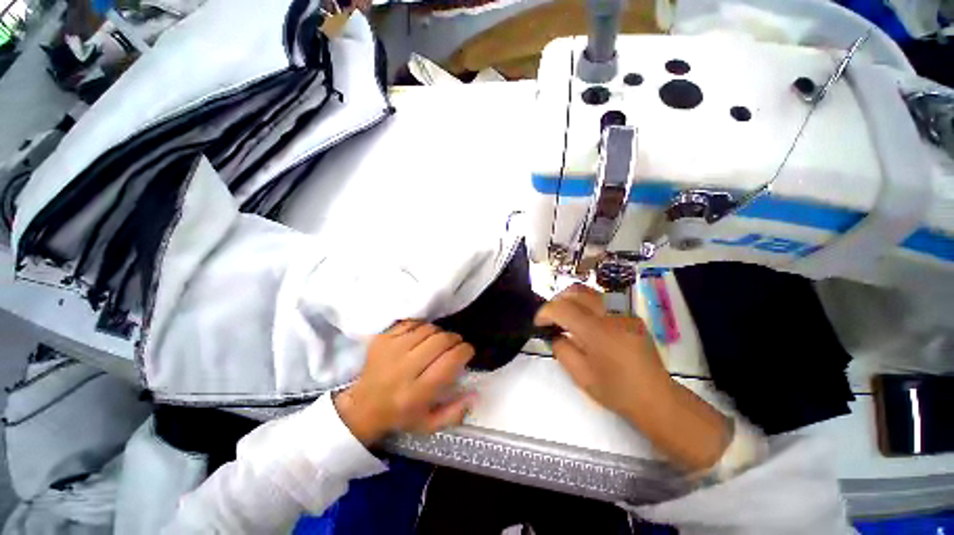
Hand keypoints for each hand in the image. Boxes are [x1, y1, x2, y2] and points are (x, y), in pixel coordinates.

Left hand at [334, 321, 476, 445]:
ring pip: (427, 329)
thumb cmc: (401, 416)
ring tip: (439, 341)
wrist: (362, 407)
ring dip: (439, 332)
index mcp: (417, 393)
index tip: (468, 351)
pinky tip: (423, 336)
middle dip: (455, 339)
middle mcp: (404, 369)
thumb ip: (456, 412)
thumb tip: (475, 393)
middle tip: (456, 344)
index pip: (449, 361)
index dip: (464, 351)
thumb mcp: (430, 424)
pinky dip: (422, 326)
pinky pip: (411, 323)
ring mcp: (391, 351)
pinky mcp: (382, 339)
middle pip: (440, 340)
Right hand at [536, 284, 730, 472]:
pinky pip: (603, 300)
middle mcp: (611, 315)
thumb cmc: (616, 391)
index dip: (545, 312)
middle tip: (551, 317)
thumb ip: (561, 350)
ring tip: (566, 316)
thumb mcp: (580, 376)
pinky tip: (586, 322)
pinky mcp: (631, 315)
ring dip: (571, 299)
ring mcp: (624, 312)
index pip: (562, 308)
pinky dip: (586, 304)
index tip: (539, 323)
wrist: (656, 398)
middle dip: (557, 300)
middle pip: (576, 291)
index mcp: (596, 331)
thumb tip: (555, 334)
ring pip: (590, 291)